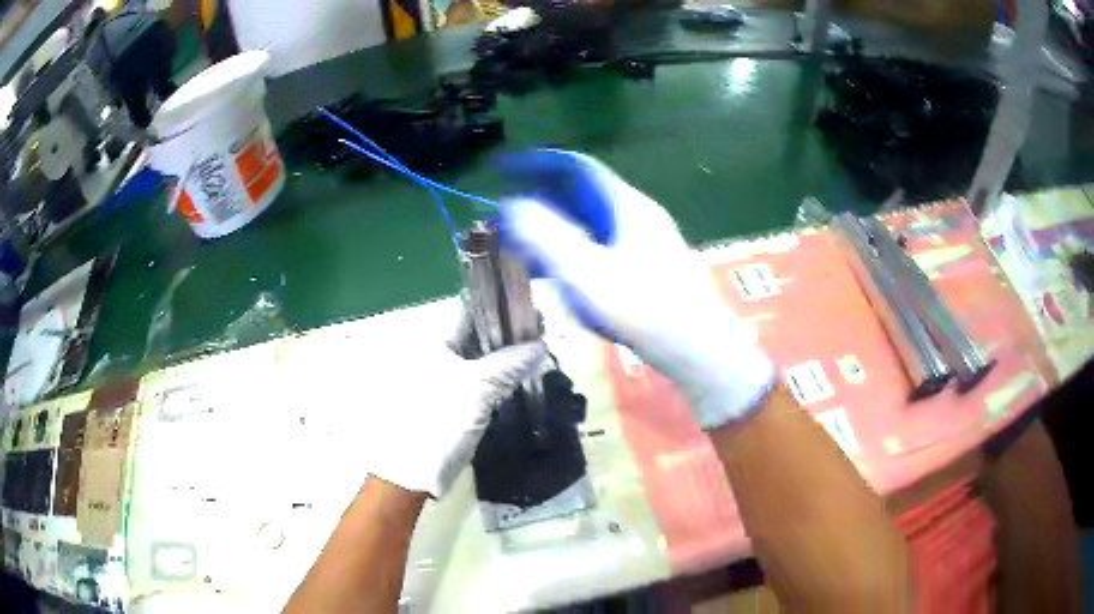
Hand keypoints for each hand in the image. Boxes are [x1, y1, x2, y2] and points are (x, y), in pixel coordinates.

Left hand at [365, 312, 544, 497]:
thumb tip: (539, 344)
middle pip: (478, 337)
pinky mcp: (453, 401)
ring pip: (481, 360)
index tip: (534, 315)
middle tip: (542, 335)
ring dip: (507, 357)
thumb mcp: (477, 387)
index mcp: (435, 343)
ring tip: (537, 353)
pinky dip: (500, 377)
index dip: (503, 311)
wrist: (413, 470)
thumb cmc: (440, 419)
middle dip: (509, 335)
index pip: (473, 314)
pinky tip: (520, 377)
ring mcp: (445, 379)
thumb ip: (509, 363)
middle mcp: (438, 355)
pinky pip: (481, 381)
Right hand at [498, 150, 775, 428]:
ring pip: (590, 217)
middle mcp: (637, 213)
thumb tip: (511, 205)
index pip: (576, 167)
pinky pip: (599, 240)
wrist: (698, 350)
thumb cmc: (644, 312)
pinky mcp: (646, 263)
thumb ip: (547, 237)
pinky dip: (571, 245)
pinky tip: (557, 268)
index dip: (537, 162)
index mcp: (626, 206)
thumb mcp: (588, 274)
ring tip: (523, 241)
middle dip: (541, 196)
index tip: (503, 168)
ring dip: (554, 223)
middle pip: (582, 191)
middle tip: (507, 213)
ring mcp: (644, 238)